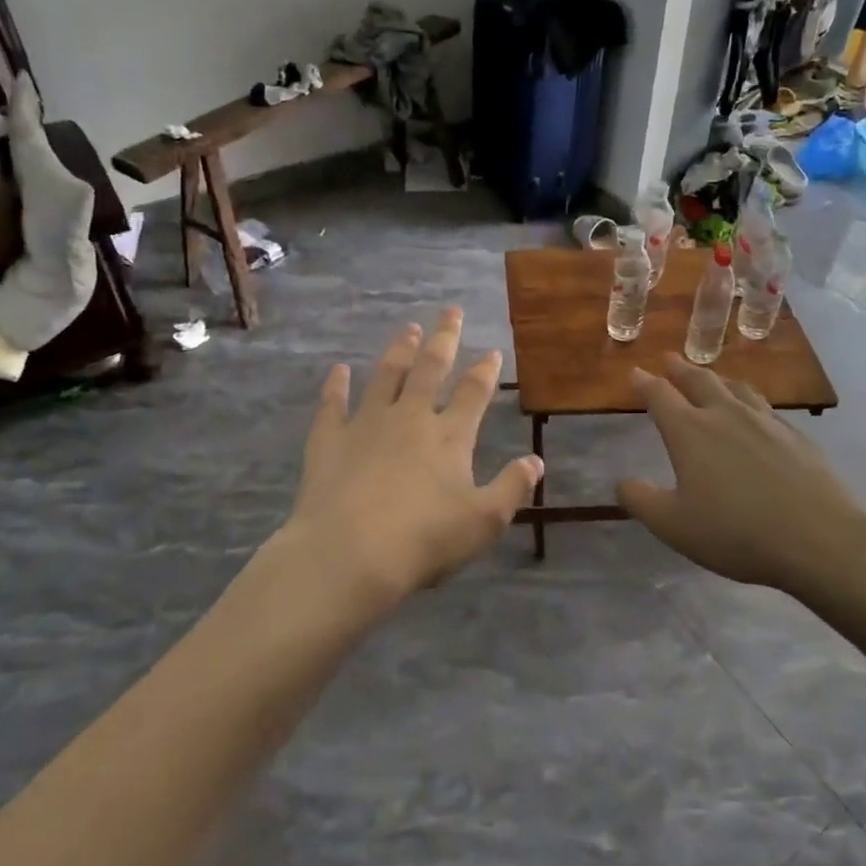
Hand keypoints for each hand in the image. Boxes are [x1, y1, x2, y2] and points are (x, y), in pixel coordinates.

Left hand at [281, 307, 541, 616]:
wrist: (349, 554)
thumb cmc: (424, 540)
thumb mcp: (484, 521)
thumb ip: (512, 487)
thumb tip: (536, 461)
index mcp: (449, 436)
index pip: (473, 393)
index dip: (485, 371)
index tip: (492, 351)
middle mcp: (410, 418)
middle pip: (430, 369)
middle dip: (444, 339)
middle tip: (451, 311)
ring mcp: (366, 425)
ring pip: (386, 376)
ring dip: (398, 350)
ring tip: (408, 328)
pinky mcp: (329, 441)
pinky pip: (332, 404)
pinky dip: (335, 386)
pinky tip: (338, 370)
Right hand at [616, 357, 865, 596]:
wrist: (819, 538)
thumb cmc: (735, 532)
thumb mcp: (673, 525)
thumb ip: (641, 500)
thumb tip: (621, 481)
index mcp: (690, 432)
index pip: (660, 396)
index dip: (645, 383)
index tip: (635, 372)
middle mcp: (726, 415)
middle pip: (699, 381)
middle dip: (680, 369)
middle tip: (669, 359)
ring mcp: (765, 422)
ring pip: (736, 388)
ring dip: (717, 378)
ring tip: (711, 376)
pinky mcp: (796, 436)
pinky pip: (765, 406)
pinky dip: (749, 399)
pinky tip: (755, 411)